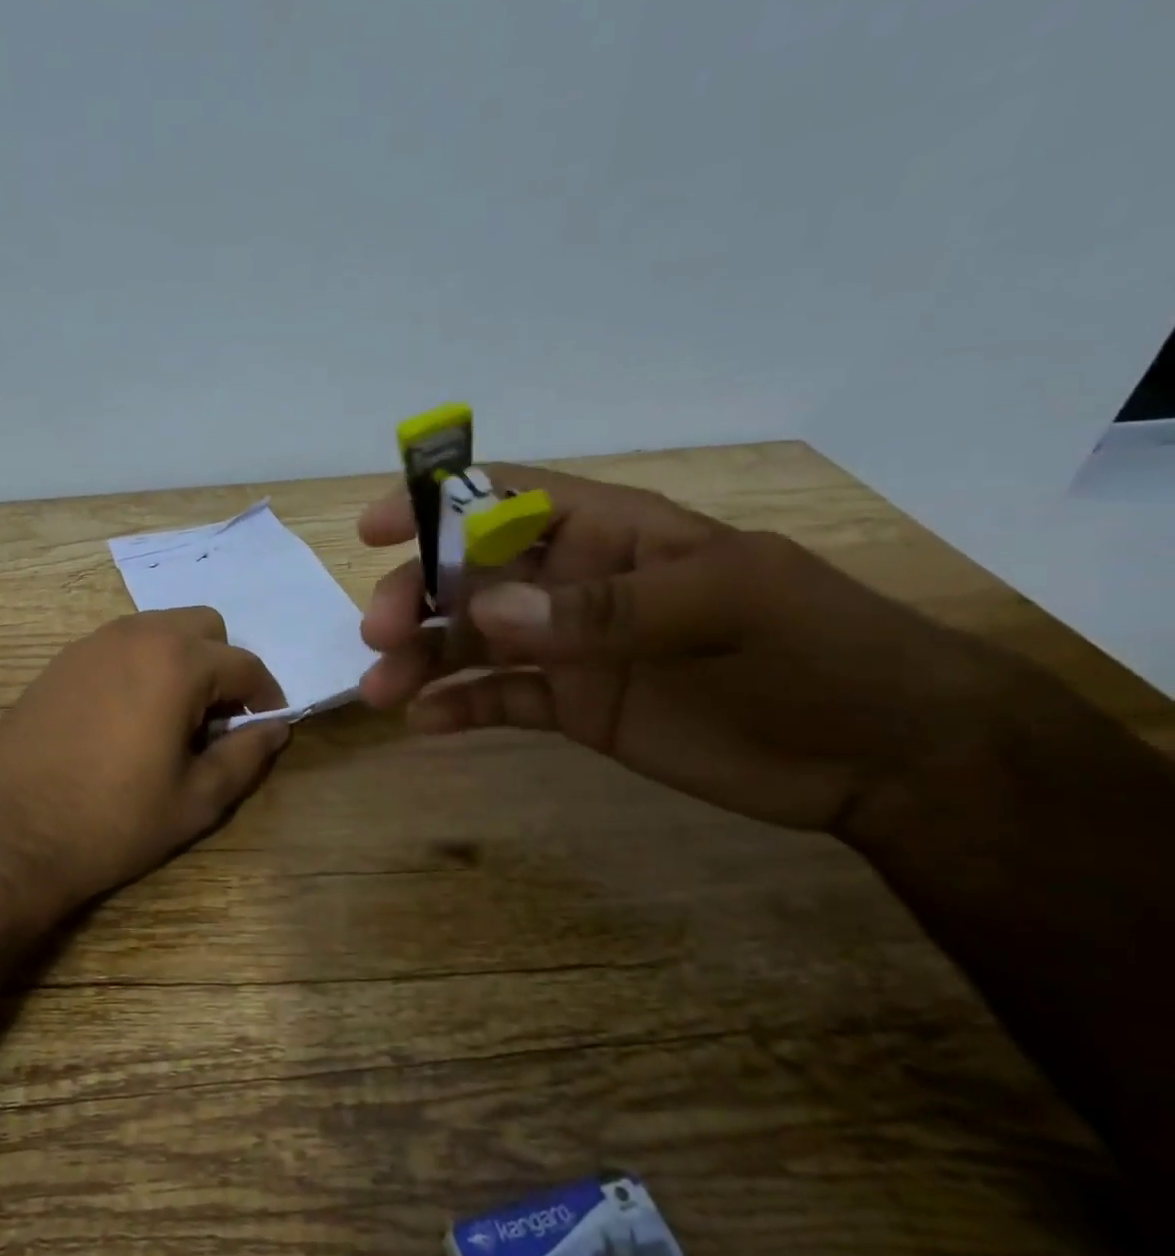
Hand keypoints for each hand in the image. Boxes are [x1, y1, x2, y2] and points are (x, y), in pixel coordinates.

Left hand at [0, 608, 289, 919]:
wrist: (13, 837)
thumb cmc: (115, 821)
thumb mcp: (197, 800)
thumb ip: (247, 755)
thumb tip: (276, 727)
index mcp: (176, 664)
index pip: (244, 664)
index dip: (266, 695)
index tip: (267, 724)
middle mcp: (135, 636)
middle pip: (203, 626)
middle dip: (222, 665)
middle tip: (214, 718)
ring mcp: (91, 644)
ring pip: (158, 629)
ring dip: (180, 660)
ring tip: (170, 717)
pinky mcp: (61, 661)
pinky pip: (118, 646)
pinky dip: (139, 666)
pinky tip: (124, 716)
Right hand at [358, 466, 1019, 830]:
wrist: (882, 756)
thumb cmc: (816, 651)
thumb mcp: (725, 606)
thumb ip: (603, 608)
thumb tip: (487, 609)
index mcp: (609, 533)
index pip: (505, 499)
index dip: (435, 504)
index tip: (374, 529)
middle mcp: (574, 583)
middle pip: (469, 574)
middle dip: (418, 595)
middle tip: (380, 633)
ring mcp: (570, 647)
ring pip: (472, 640)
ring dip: (422, 657)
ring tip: (383, 689)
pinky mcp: (574, 706)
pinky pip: (500, 699)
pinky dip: (459, 706)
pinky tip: (425, 722)